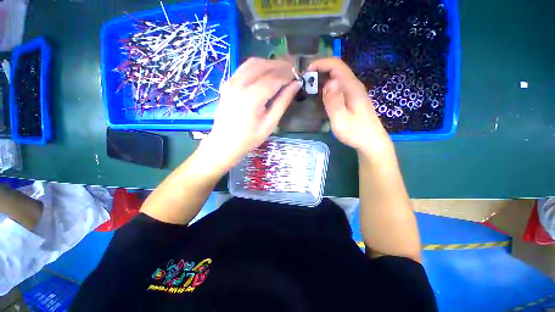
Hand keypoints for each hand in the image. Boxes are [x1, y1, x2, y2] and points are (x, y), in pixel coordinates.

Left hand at [202, 58, 301, 167]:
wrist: (225, 142)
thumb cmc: (250, 137)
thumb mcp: (270, 123)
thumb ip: (283, 101)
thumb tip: (296, 84)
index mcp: (252, 97)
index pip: (274, 78)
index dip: (288, 75)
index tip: (298, 76)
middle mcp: (239, 84)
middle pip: (264, 66)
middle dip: (280, 66)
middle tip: (293, 70)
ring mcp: (231, 81)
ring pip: (253, 63)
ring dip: (269, 63)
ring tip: (281, 70)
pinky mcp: (227, 83)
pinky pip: (244, 68)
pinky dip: (258, 66)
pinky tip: (266, 73)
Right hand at [307, 58, 392, 156]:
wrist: (371, 142)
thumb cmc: (355, 133)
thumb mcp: (341, 120)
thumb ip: (334, 101)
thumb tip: (329, 82)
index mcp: (351, 87)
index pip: (336, 65)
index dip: (320, 64)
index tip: (306, 72)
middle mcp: (353, 85)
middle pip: (336, 69)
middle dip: (319, 70)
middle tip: (304, 82)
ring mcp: (353, 92)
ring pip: (336, 77)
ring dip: (322, 79)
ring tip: (308, 88)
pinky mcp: (351, 98)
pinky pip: (337, 87)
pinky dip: (326, 87)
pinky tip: (319, 95)